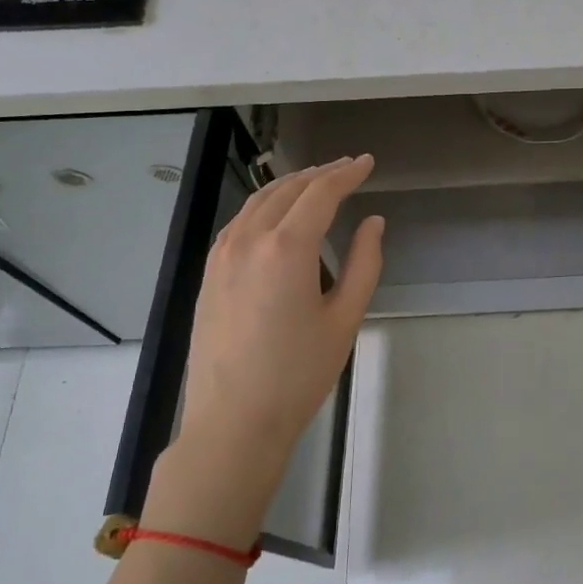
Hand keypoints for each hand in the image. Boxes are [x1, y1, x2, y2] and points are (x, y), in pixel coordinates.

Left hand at [142, 156, 383, 543]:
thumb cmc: (298, 374)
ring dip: (291, 185)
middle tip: (347, 167)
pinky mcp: (210, 273)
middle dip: (321, 173)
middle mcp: (249, 240)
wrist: (233, 422)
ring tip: (316, 181)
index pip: (321, 193)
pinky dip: (265, 206)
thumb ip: (364, 263)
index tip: (367, 162)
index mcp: (287, 248)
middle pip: (288, 190)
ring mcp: (222, 255)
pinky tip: (277, 215)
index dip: (347, 173)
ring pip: (259, 202)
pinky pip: (240, 222)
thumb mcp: (345, 319)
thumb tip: (373, 223)